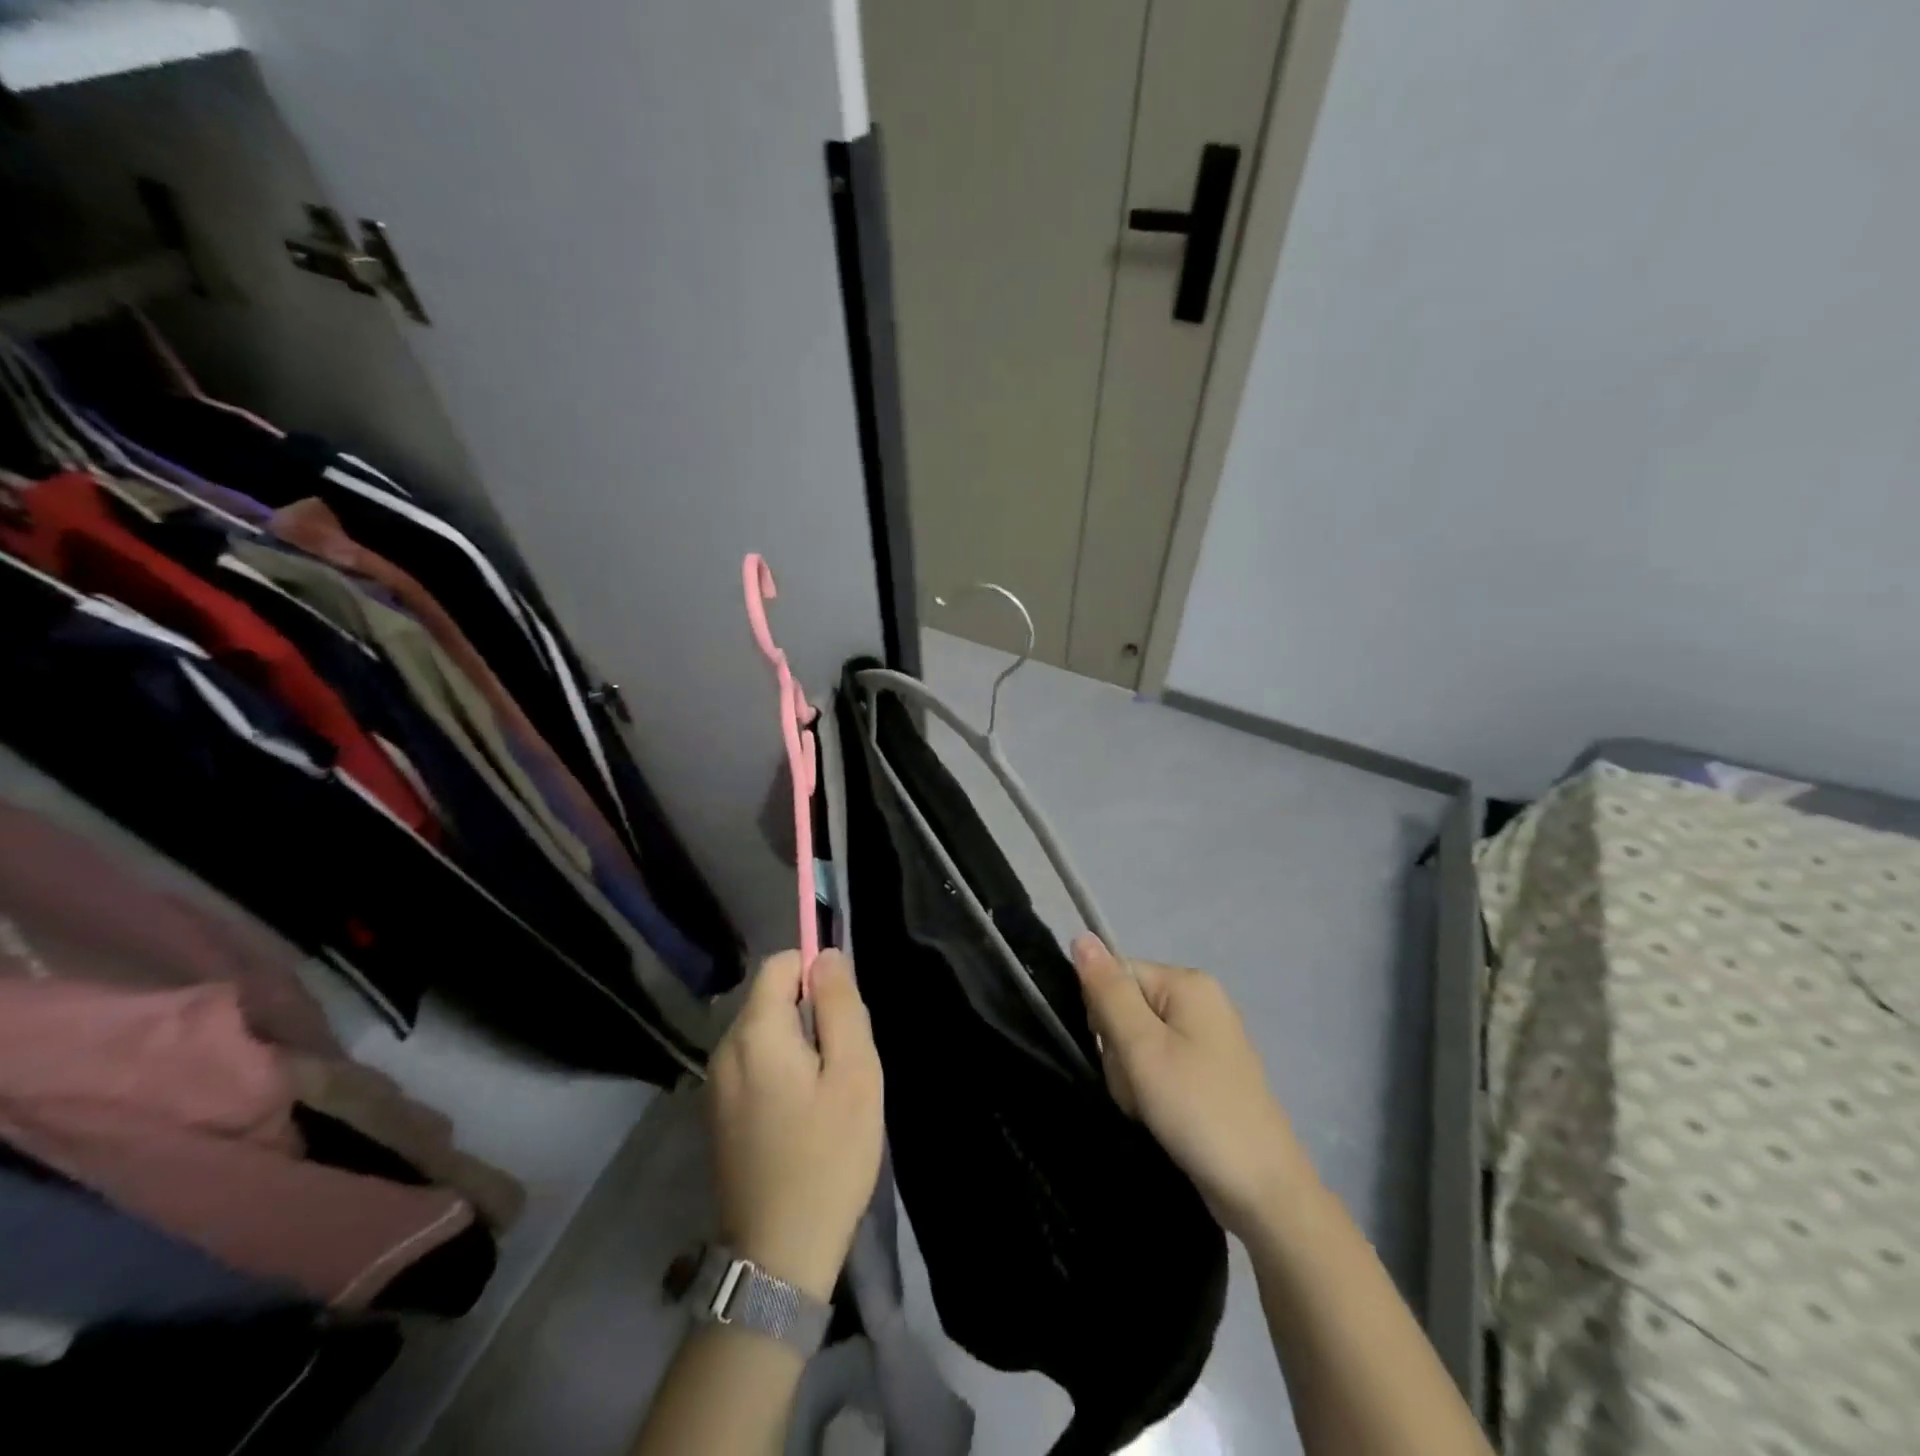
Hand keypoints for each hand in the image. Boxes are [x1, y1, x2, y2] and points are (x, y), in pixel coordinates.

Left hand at [708, 949, 883, 1300]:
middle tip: (842, 1062)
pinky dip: (778, 1071)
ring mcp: (714, 1085)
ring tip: (826, 1093)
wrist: (779, 1256)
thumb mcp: (854, 1073)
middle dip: (809, 1012)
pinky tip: (801, 1117)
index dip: (815, 973)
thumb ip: (840, 1005)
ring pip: (761, 1033)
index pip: (779, 964)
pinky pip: (751, 1066)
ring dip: (796, 1044)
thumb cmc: (828, 1156)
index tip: (843, 1015)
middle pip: (769, 999)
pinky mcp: (715, 1115)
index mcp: (754, 1033)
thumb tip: (825, 955)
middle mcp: (723, 1050)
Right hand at [1072, 936, 1312, 1237]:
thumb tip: (1081, 936)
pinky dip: (1151, 1091)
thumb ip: (1108, 992)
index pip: (1117, 976)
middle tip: (1140, 1088)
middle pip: (1126, 1008)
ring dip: (1132, 1077)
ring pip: (1137, 1042)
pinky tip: (1161, 1117)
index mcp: (1188, 983)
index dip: (1104, 1015)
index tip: (1120, 1055)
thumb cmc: (1197, 1109)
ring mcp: (1206, 1038)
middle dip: (1120, 1051)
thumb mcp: (1142, 1048)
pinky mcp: (1207, 1072)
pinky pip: (1158, 1065)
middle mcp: (1200, 1001)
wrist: (1261, 1191)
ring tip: (1152, 1108)